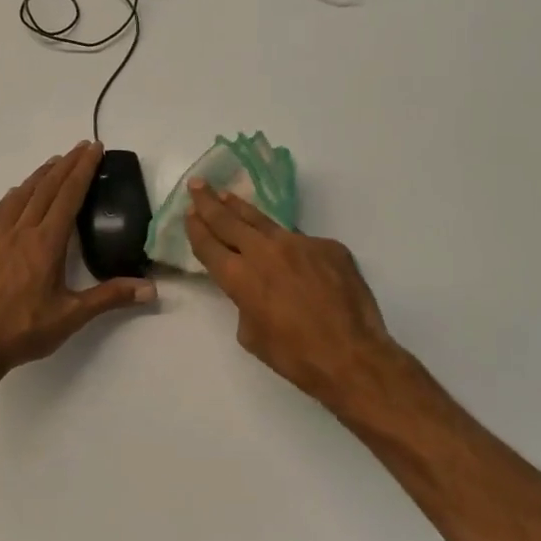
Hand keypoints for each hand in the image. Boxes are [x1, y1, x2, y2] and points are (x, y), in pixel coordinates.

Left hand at [0, 142, 155, 379]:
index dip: (83, 170)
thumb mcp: (71, 316)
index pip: (68, 196)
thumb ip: (110, 297)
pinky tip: (16, 194)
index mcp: (46, 243)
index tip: (94, 149)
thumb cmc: (24, 331)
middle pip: (46, 188)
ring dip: (40, 175)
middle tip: (82, 146)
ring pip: (21, 196)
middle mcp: (22, 232)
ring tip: (54, 162)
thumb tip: (150, 288)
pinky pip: (0, 212)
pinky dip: (13, 196)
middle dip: (66, 164)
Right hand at [185, 181, 411, 414]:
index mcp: (241, 277)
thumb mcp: (252, 335)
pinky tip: (293, 256)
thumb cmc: (296, 356)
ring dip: (242, 209)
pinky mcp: (329, 246)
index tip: (189, 213)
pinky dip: (291, 246)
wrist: (352, 355)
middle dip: (210, 202)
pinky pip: (303, 242)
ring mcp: (300, 243)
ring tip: (228, 195)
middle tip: (198, 185)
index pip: (209, 245)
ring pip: (264, 221)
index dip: (196, 228)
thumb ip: (245, 303)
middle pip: (230, 221)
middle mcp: (265, 251)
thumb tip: (255, 289)